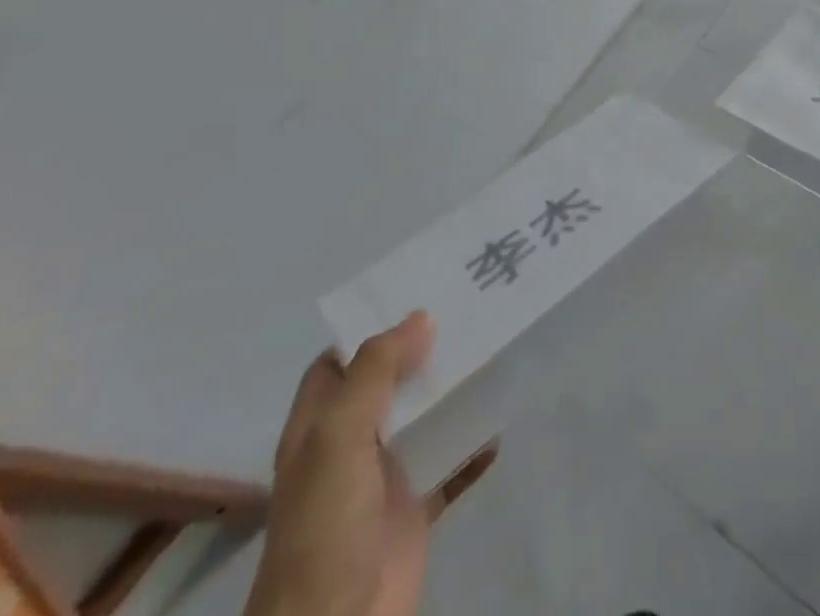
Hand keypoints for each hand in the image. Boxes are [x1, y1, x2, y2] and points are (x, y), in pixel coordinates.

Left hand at [245, 312, 496, 615]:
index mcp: (319, 427)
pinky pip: (451, 464)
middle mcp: (350, 446)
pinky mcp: (416, 509)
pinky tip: (500, 422)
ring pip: (423, 418)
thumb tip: (421, 317)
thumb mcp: (339, 437)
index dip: (372, 328)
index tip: (419, 293)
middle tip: (471, 311)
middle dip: (424, 351)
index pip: (339, 361)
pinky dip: (474, 445)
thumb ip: (376, 372)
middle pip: (389, 383)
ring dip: (453, 392)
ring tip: (493, 352)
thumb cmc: (326, 526)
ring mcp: (384, 479)